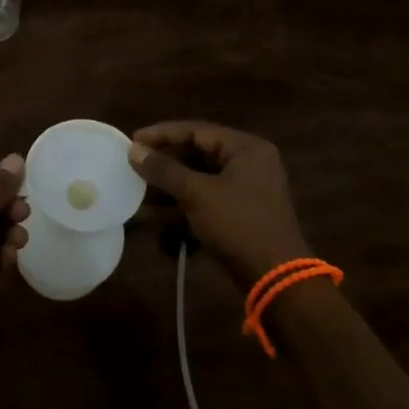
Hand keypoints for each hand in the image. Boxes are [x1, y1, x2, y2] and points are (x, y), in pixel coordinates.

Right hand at [127, 121, 310, 286]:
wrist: (276, 278)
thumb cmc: (238, 225)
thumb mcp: (197, 194)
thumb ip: (164, 169)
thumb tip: (134, 150)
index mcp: (246, 148)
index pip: (196, 130)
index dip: (162, 134)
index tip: (133, 140)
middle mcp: (249, 162)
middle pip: (198, 153)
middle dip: (165, 164)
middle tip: (135, 166)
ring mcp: (247, 189)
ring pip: (200, 179)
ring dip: (171, 187)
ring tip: (141, 194)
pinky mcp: (242, 213)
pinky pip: (208, 199)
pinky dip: (185, 205)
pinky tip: (159, 218)